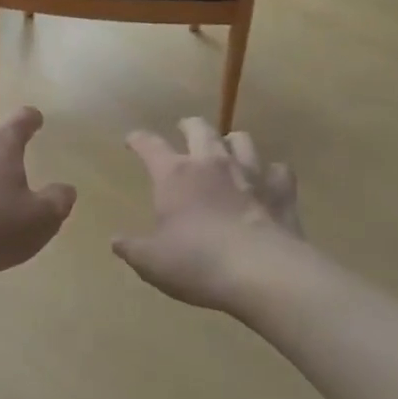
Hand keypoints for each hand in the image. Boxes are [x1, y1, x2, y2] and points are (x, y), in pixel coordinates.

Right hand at [113, 118, 302, 312]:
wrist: (262, 273)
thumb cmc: (197, 263)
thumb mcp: (152, 262)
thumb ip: (131, 248)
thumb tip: (115, 241)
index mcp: (175, 174)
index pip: (150, 145)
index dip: (139, 140)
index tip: (132, 139)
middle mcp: (212, 163)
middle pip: (199, 128)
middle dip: (189, 125)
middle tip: (184, 129)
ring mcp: (251, 173)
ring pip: (242, 140)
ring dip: (231, 142)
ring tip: (227, 150)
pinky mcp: (281, 191)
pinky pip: (279, 170)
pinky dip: (272, 173)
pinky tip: (268, 181)